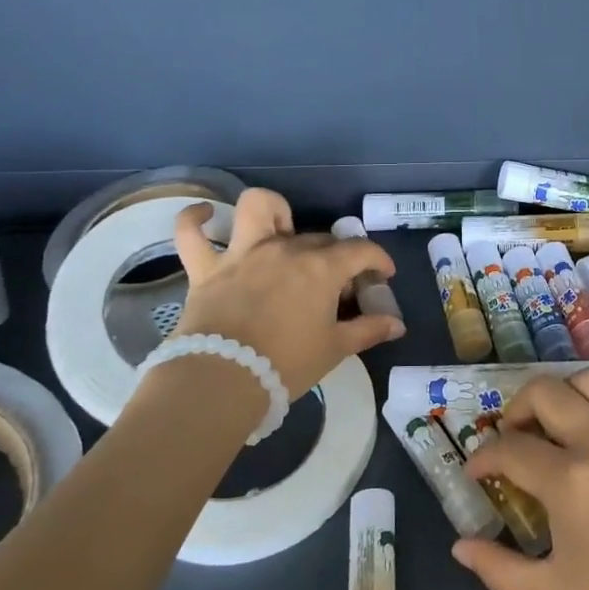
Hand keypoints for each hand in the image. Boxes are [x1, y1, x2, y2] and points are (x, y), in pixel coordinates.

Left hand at [169, 189, 403, 397]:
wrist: (222, 381)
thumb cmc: (286, 364)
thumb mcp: (335, 349)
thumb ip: (368, 330)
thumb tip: (397, 324)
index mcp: (320, 268)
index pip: (360, 250)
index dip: (378, 260)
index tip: (383, 276)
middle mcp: (284, 249)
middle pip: (319, 239)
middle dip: (336, 256)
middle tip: (337, 287)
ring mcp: (243, 254)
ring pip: (257, 209)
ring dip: (272, 212)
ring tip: (279, 230)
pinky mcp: (206, 269)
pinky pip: (191, 233)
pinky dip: (195, 219)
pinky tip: (205, 214)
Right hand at [453, 371, 588, 589]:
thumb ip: (500, 569)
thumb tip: (460, 546)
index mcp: (568, 481)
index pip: (509, 448)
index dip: (483, 456)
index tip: (477, 471)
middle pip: (545, 391)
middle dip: (516, 407)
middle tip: (514, 436)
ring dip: (566, 393)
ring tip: (560, 422)